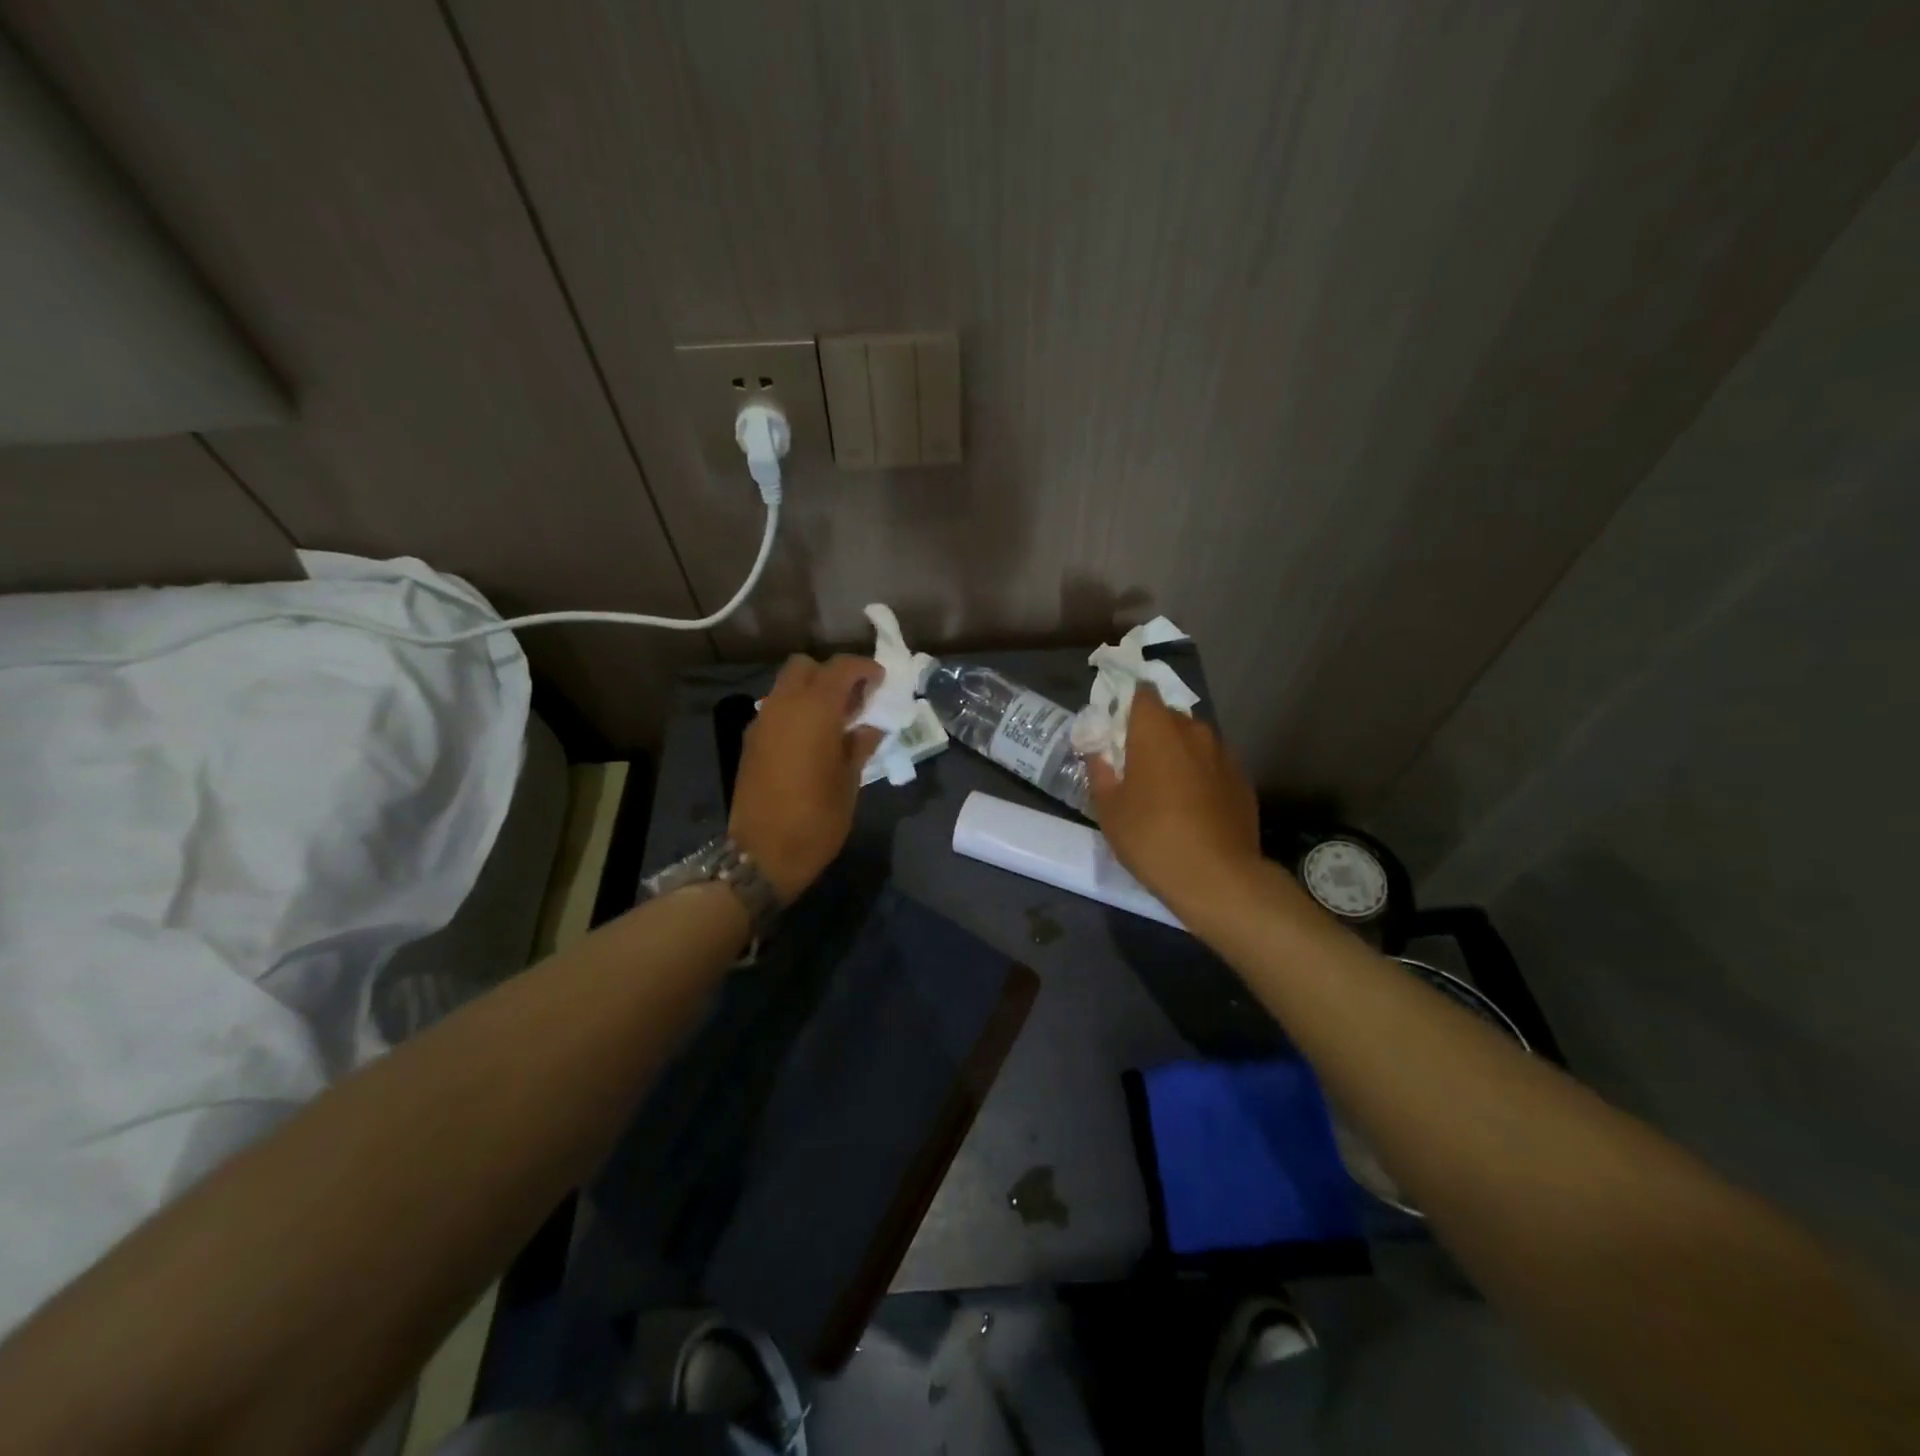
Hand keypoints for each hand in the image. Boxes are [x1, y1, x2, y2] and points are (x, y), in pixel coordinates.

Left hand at [730, 654, 884, 903]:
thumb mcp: (850, 782)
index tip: (880, 682)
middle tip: (854, 699)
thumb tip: (869, 726)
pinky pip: (776, 709)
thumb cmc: (816, 820)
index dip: (864, 669)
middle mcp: (784, 706)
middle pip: (805, 666)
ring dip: (812, 691)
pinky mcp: (751, 741)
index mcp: (815, 711)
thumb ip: (860, 745)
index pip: (841, 668)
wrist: (762, 855)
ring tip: (835, 720)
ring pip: (787, 686)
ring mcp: (762, 722)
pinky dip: (795, 710)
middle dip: (832, 674)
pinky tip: (812, 738)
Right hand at [1087, 686, 1262, 913]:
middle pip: (1168, 717)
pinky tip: (1192, 807)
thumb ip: (1099, 771)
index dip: (1127, 702)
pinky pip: (1213, 766)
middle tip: (1134, 762)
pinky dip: (1200, 776)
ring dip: (1178, 754)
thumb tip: (1098, 751)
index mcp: (1156, 729)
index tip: (1115, 725)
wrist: (1217, 877)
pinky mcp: (1243, 780)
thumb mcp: (1108, 808)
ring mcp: (1224, 754)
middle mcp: (1194, 731)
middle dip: (1151, 732)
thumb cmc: (1151, 836)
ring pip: (1194, 741)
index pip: (1142, 692)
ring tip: (1165, 788)